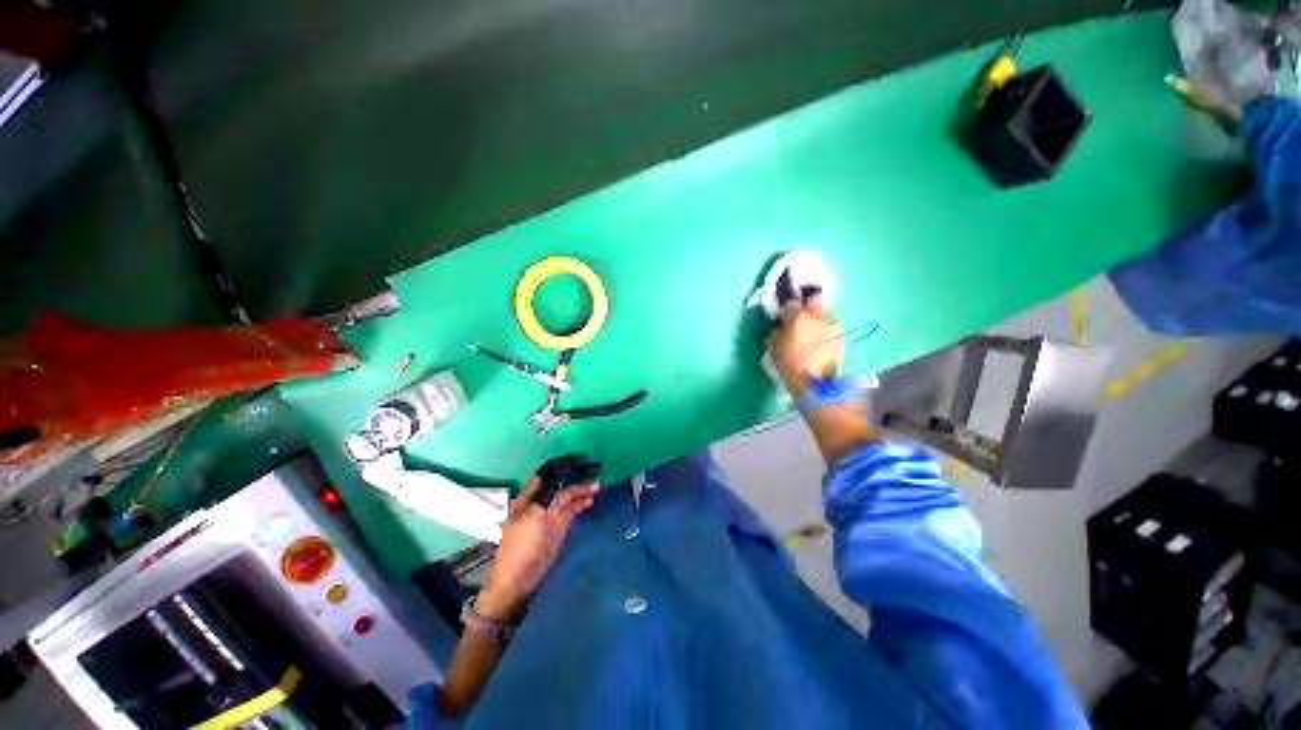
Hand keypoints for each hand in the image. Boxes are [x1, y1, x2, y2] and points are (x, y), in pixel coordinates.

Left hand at [477, 477, 598, 622]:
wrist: (521, 576)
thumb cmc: (522, 544)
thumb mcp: (535, 517)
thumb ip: (549, 498)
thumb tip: (554, 479)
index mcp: (528, 498)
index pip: (546, 477)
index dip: (559, 469)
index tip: (576, 461)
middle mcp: (541, 502)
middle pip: (560, 486)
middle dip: (574, 479)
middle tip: (591, 471)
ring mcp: (551, 514)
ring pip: (568, 497)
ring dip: (581, 491)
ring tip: (596, 485)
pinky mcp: (559, 525)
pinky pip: (572, 510)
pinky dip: (581, 504)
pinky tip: (591, 500)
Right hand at [767, 294, 842, 395]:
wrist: (814, 384)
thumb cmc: (789, 365)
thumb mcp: (773, 347)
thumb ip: (777, 330)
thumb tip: (781, 324)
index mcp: (798, 318)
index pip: (791, 302)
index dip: (787, 307)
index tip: (784, 314)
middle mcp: (818, 316)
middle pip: (815, 299)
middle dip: (808, 305)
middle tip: (801, 317)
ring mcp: (832, 326)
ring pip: (825, 313)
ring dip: (818, 319)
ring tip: (811, 332)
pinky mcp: (841, 337)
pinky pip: (831, 327)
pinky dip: (825, 331)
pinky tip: (819, 343)